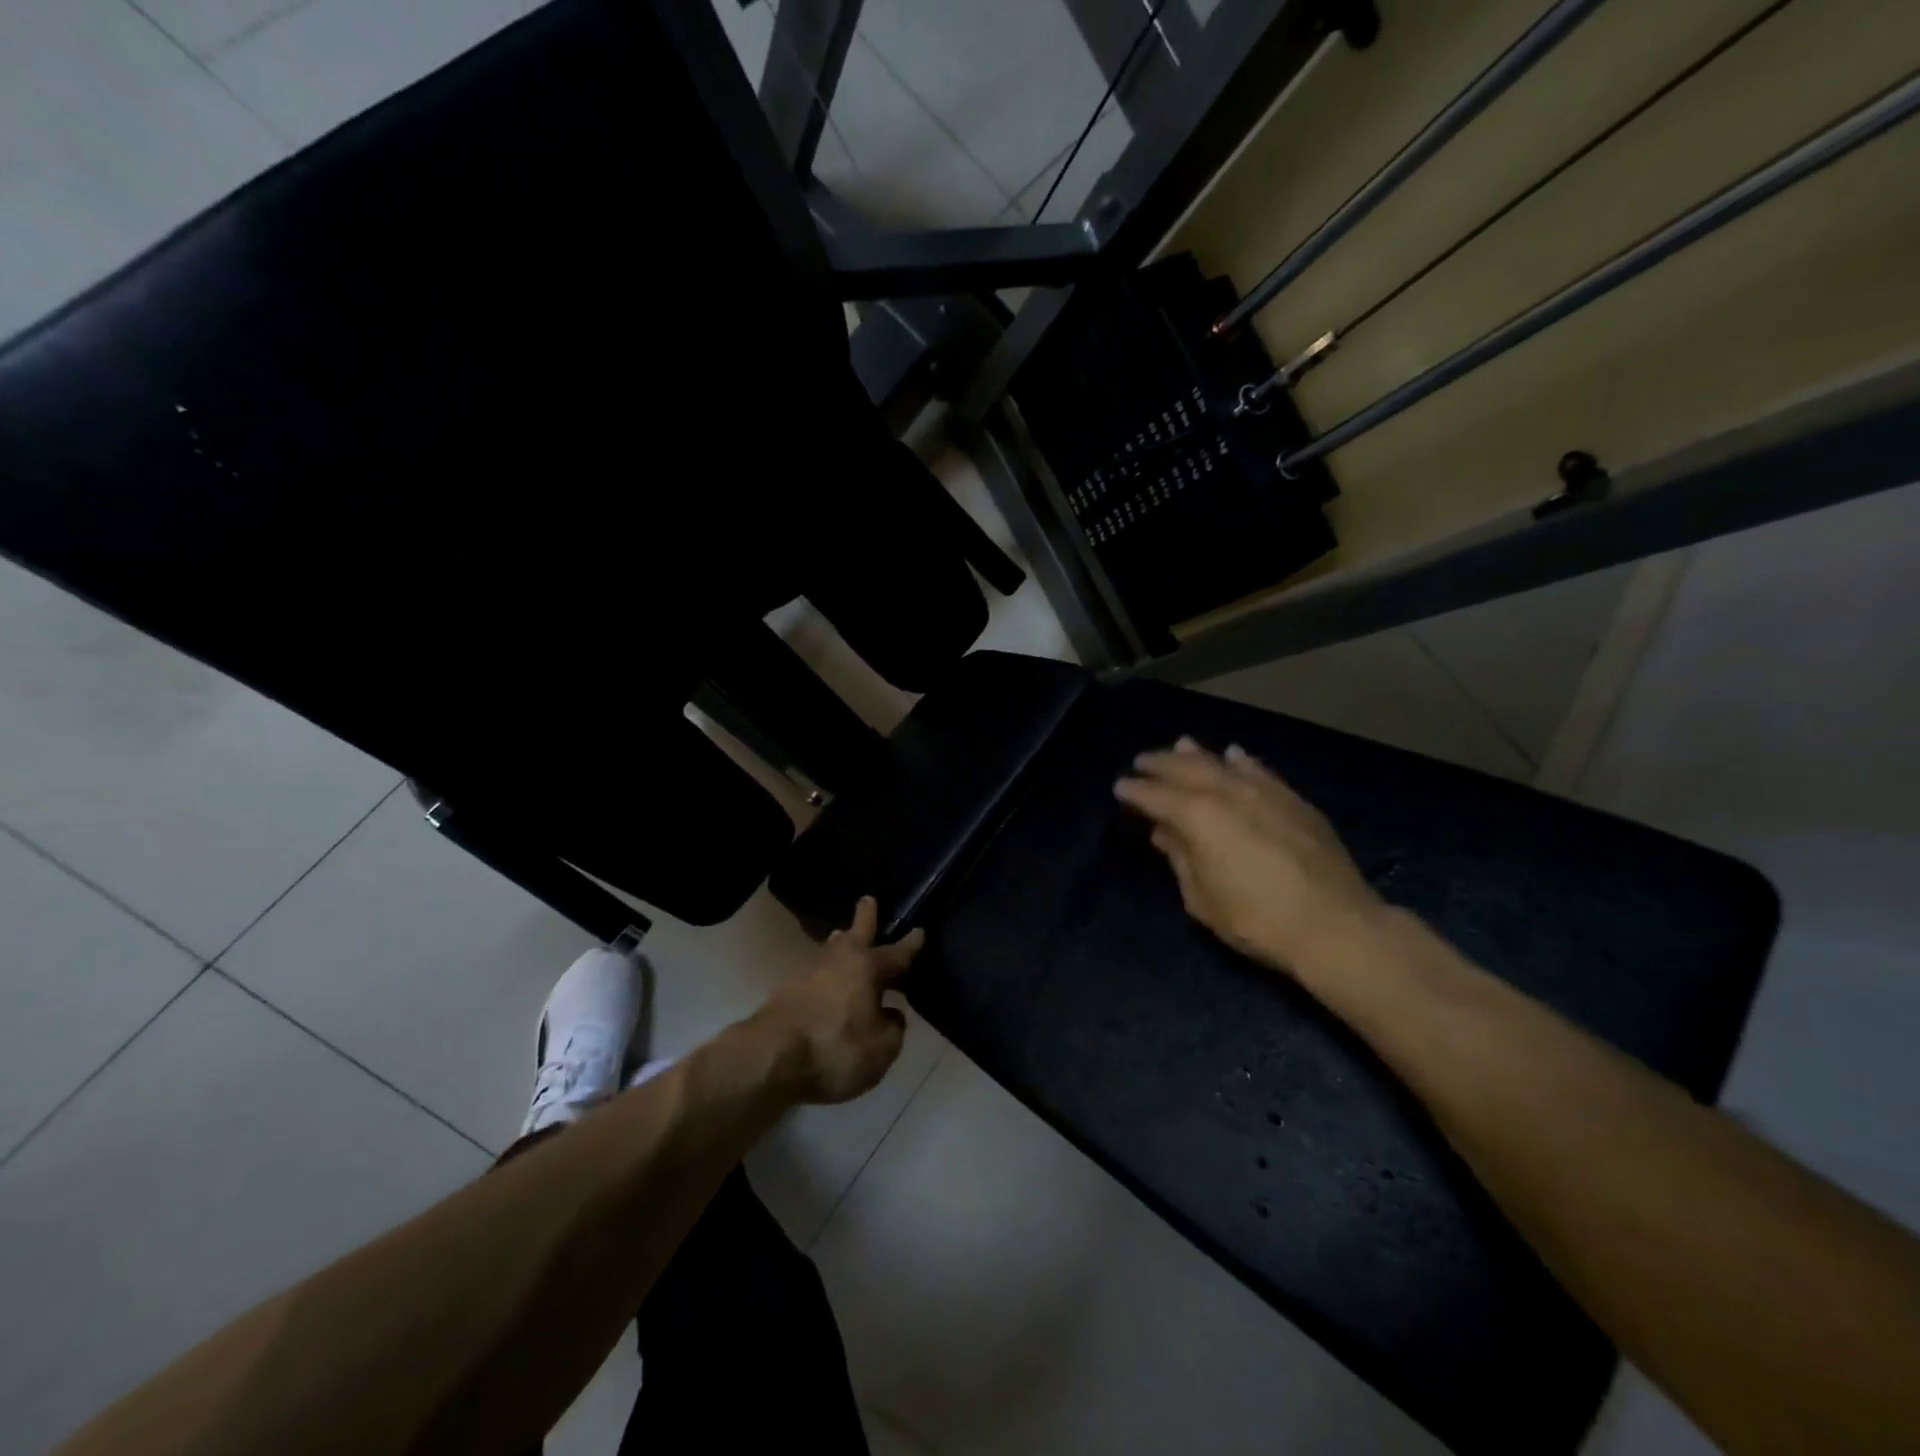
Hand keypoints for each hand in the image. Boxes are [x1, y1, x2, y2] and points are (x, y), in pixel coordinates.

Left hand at [752, 896, 924, 1104]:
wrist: (770, 1058)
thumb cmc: (836, 1050)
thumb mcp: (881, 1049)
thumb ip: (892, 1028)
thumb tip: (890, 1014)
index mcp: (868, 968)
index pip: (896, 954)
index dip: (910, 945)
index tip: (920, 931)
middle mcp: (839, 961)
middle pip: (856, 933)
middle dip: (865, 916)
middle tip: (868, 900)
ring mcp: (808, 973)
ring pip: (830, 951)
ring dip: (839, 944)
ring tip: (842, 937)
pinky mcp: (785, 991)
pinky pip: (814, 975)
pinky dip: (823, 974)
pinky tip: (824, 983)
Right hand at [1115, 738, 1382, 972]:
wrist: (1335, 925)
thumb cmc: (1256, 919)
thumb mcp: (1202, 899)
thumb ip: (1180, 858)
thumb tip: (1165, 832)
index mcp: (1198, 816)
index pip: (1157, 796)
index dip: (1135, 790)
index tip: (1120, 786)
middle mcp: (1228, 793)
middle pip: (1187, 769)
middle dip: (1161, 764)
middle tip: (1142, 761)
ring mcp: (1265, 792)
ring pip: (1223, 763)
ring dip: (1198, 754)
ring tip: (1180, 745)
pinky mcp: (1294, 801)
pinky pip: (1260, 771)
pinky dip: (1242, 761)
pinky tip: (1234, 754)